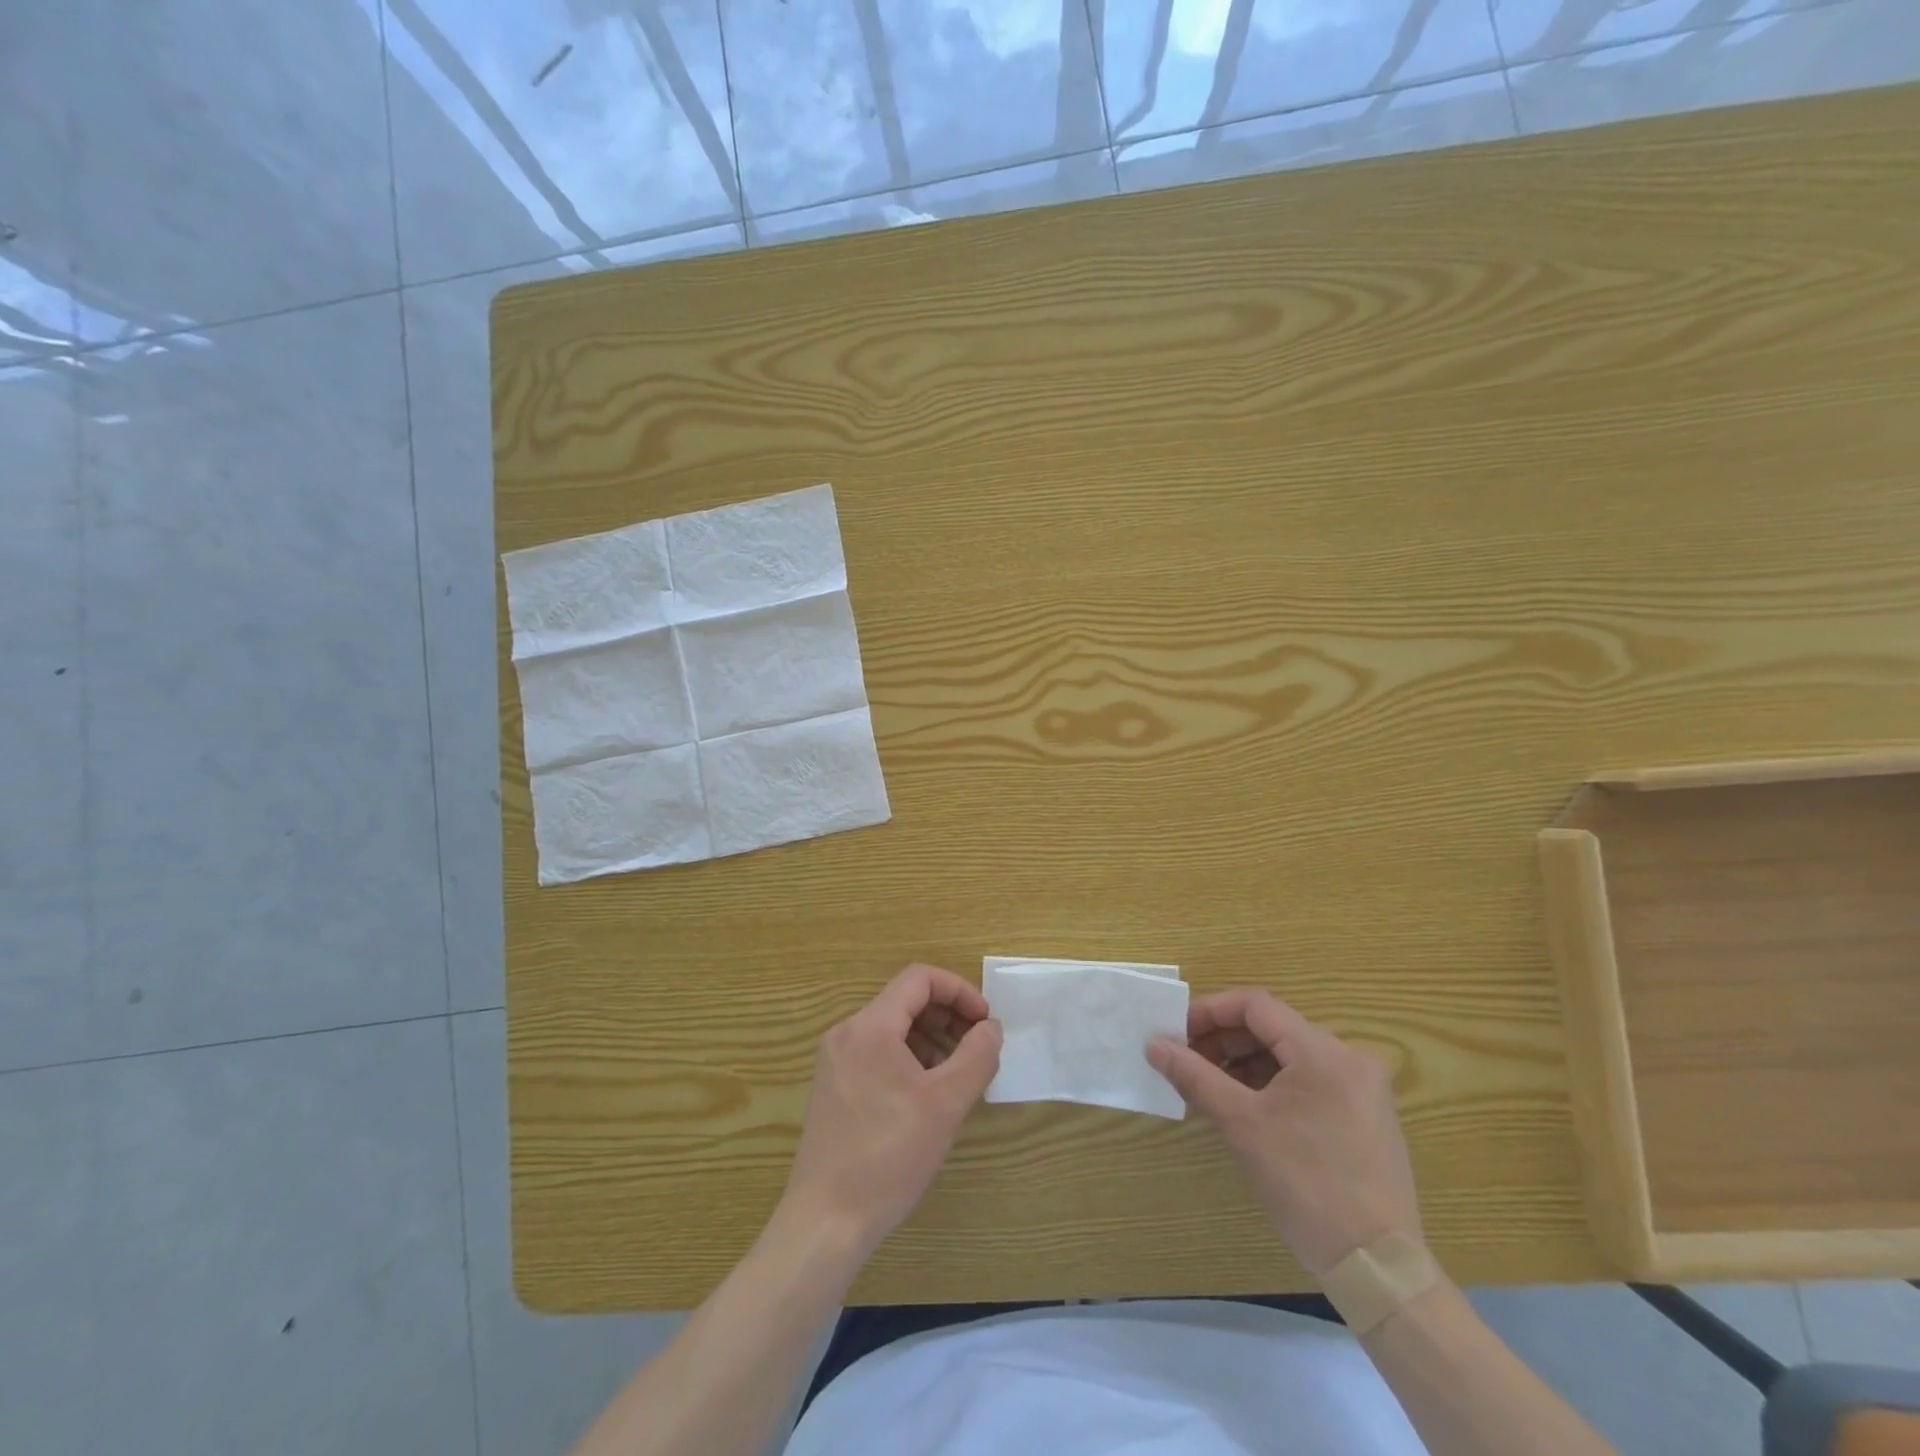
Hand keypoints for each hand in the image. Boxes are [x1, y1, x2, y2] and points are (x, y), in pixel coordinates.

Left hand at [781, 963, 1001, 1255]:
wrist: (825, 1223)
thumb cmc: (889, 1157)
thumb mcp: (945, 1104)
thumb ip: (976, 1056)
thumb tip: (991, 1027)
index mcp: (870, 1026)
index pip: (919, 979)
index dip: (959, 991)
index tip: (985, 1022)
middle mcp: (847, 1033)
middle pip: (905, 1000)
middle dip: (947, 1016)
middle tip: (978, 1047)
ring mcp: (836, 1060)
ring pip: (892, 1028)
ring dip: (931, 1038)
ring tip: (959, 1073)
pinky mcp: (833, 1086)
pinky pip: (878, 1052)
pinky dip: (909, 1058)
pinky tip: (928, 1093)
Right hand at [1148, 988, 1422, 1275]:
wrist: (1378, 1270)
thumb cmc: (1306, 1186)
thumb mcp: (1241, 1125)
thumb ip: (1195, 1076)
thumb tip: (1154, 1045)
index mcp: (1323, 1051)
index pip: (1256, 1005)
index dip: (1210, 1011)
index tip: (1177, 1033)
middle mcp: (1349, 1058)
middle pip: (1273, 1027)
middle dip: (1224, 1039)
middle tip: (1186, 1060)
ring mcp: (1362, 1088)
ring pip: (1290, 1054)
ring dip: (1245, 1062)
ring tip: (1209, 1085)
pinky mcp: (1366, 1116)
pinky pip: (1309, 1080)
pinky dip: (1272, 1083)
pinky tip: (1245, 1107)